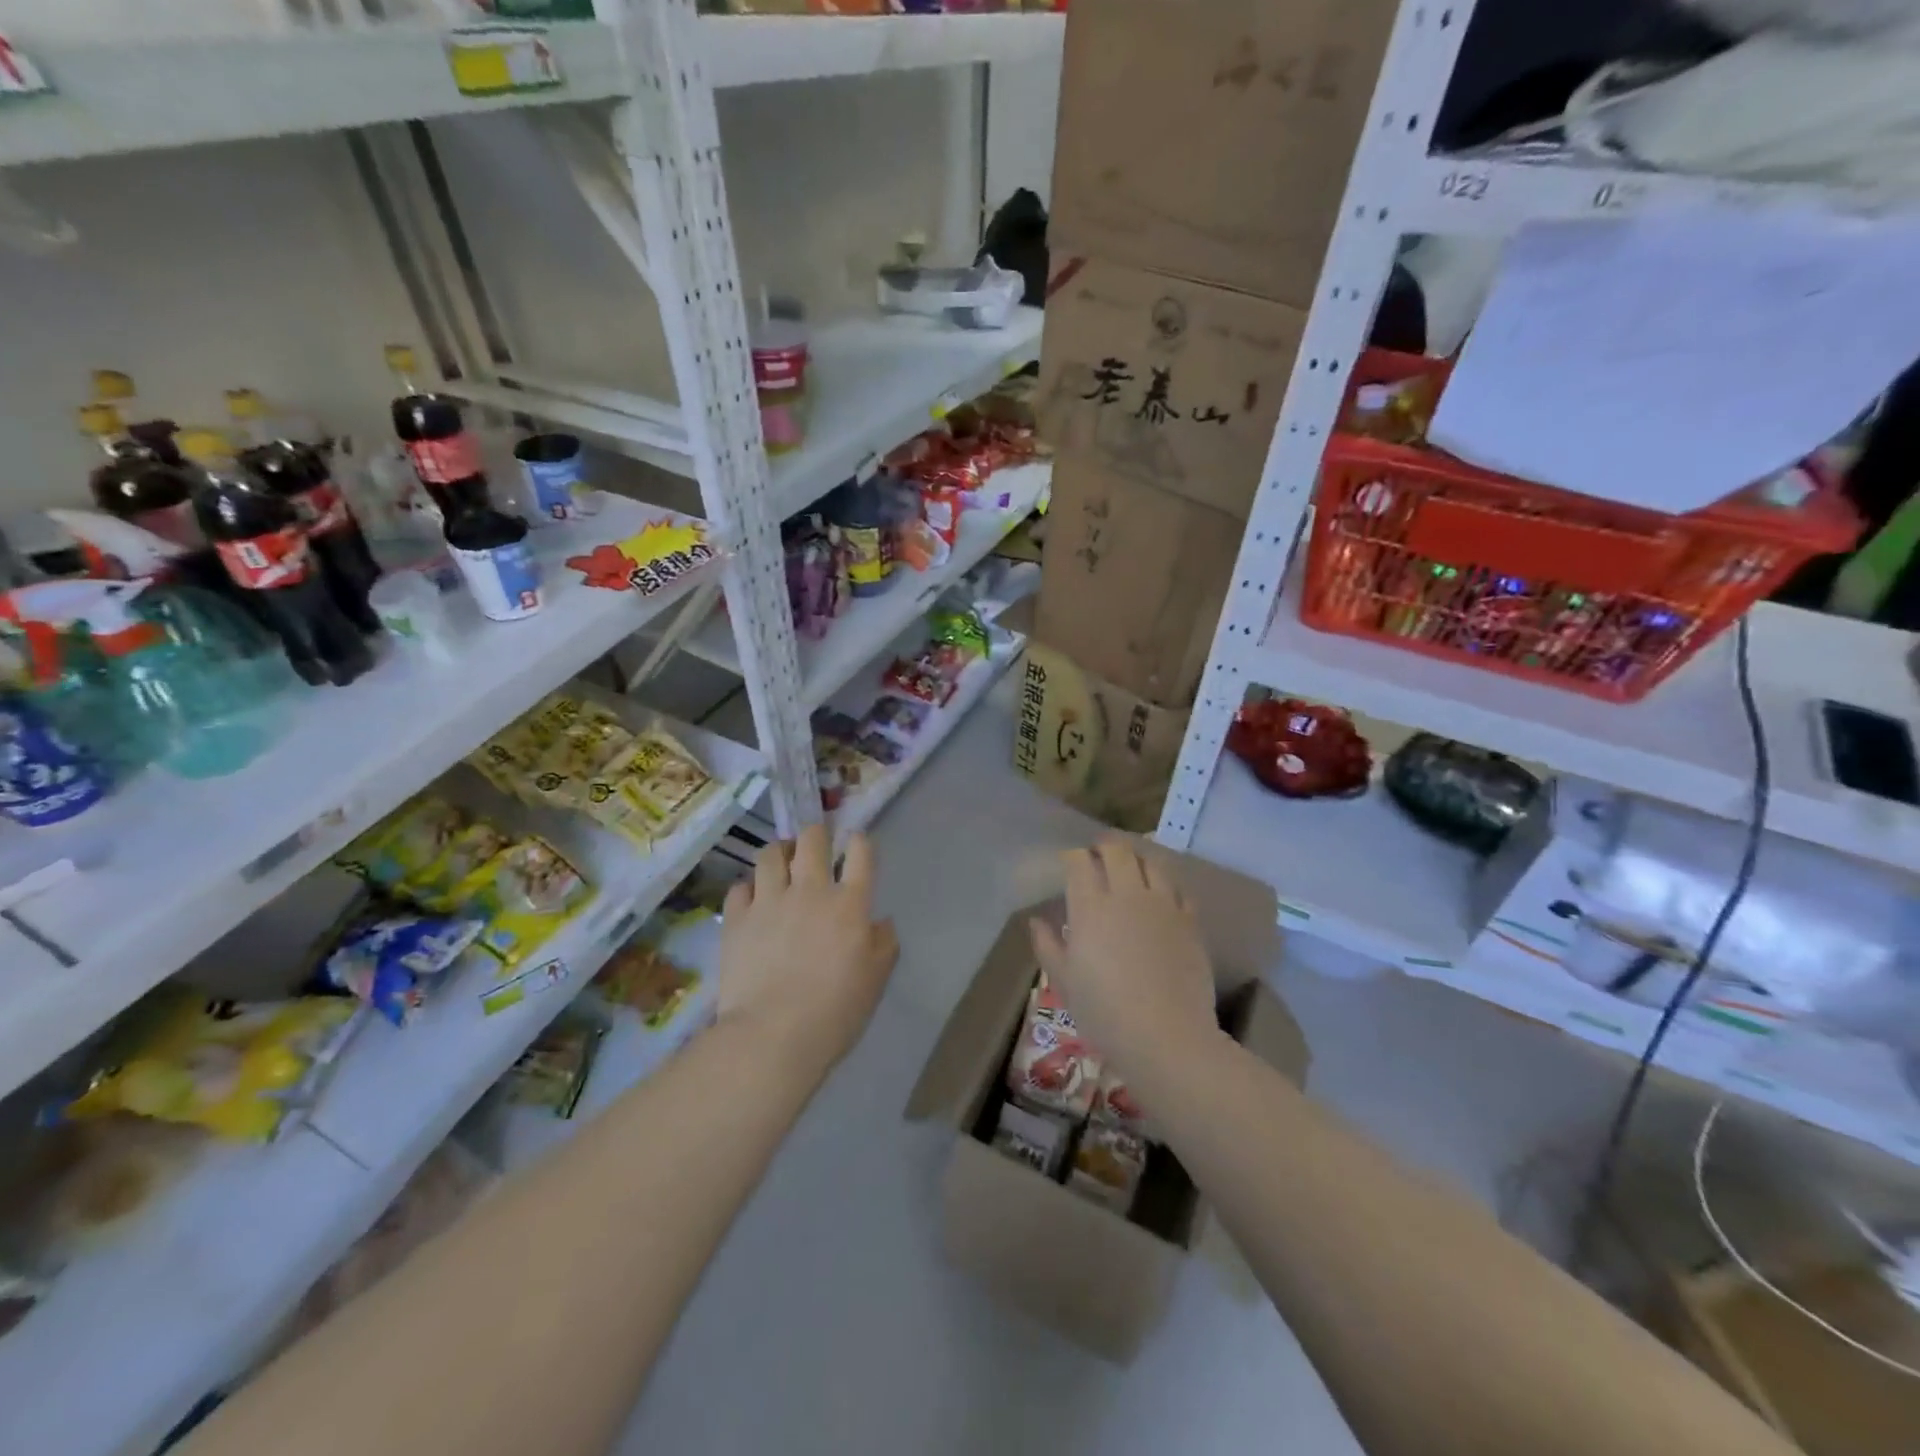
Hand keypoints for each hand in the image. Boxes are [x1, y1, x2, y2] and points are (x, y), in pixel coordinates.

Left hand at [717, 825, 898, 1080]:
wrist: (772, 1036)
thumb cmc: (835, 1012)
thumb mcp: (876, 980)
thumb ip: (884, 944)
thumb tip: (880, 922)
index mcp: (850, 903)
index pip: (860, 852)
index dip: (859, 842)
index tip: (856, 847)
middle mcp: (810, 890)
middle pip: (812, 839)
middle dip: (816, 834)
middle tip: (816, 847)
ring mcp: (769, 901)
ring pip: (770, 854)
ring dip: (779, 853)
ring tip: (780, 865)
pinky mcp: (736, 919)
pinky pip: (740, 887)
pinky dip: (748, 889)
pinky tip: (752, 901)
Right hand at [1030, 840, 1223, 1084]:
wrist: (1166, 1037)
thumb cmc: (1105, 1013)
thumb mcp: (1064, 983)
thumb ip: (1048, 945)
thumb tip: (1037, 921)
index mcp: (1091, 907)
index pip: (1079, 861)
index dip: (1072, 857)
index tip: (1068, 864)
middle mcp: (1127, 895)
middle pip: (1117, 850)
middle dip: (1103, 847)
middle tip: (1097, 856)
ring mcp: (1164, 905)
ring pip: (1151, 861)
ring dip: (1136, 858)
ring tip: (1130, 867)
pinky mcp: (1190, 921)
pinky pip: (1178, 888)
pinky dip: (1165, 884)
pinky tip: (1161, 895)